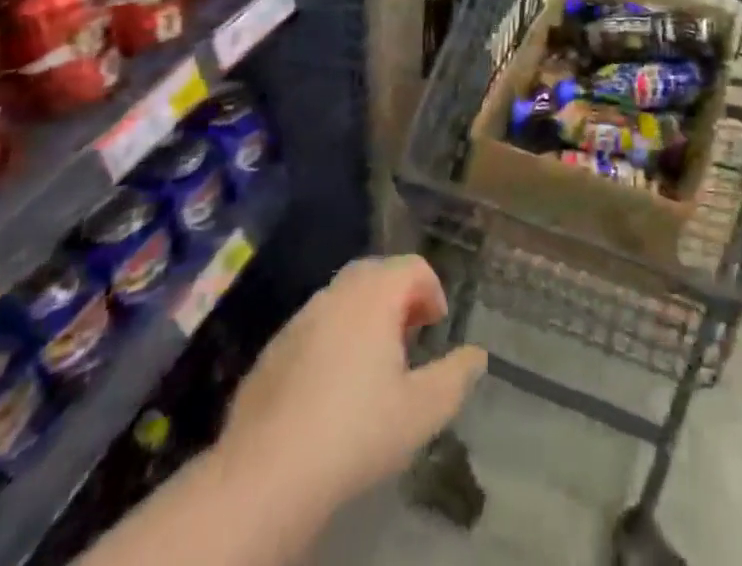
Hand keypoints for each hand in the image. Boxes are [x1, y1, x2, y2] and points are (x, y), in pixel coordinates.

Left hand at [219, 255, 486, 520]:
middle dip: (399, 297)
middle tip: (410, 337)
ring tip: (374, 364)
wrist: (265, 475)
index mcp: (374, 295)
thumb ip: (456, 377)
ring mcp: (299, 319)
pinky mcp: (272, 350)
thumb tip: (477, 355)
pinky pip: (313, 328)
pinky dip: (332, 339)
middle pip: (376, 273)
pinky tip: (331, 388)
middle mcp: (336, 293)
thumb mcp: (421, 411)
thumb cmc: (355, 432)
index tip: (437, 327)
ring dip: (364, 316)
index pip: (413, 266)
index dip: (432, 290)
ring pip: (342, 299)